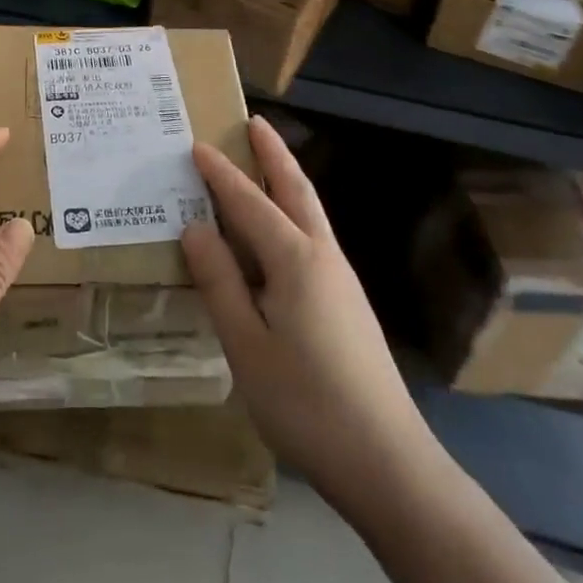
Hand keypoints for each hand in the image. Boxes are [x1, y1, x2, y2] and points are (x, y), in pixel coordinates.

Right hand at [182, 116, 429, 520]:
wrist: (386, 461)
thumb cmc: (306, 402)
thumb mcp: (246, 344)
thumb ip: (220, 281)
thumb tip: (195, 227)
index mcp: (295, 260)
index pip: (249, 202)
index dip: (220, 174)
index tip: (196, 144)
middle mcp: (322, 256)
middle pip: (295, 190)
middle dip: (274, 154)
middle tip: (255, 122)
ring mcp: (341, 279)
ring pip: (310, 212)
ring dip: (286, 179)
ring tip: (265, 161)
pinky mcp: (347, 303)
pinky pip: (313, 237)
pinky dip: (293, 213)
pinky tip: (279, 233)